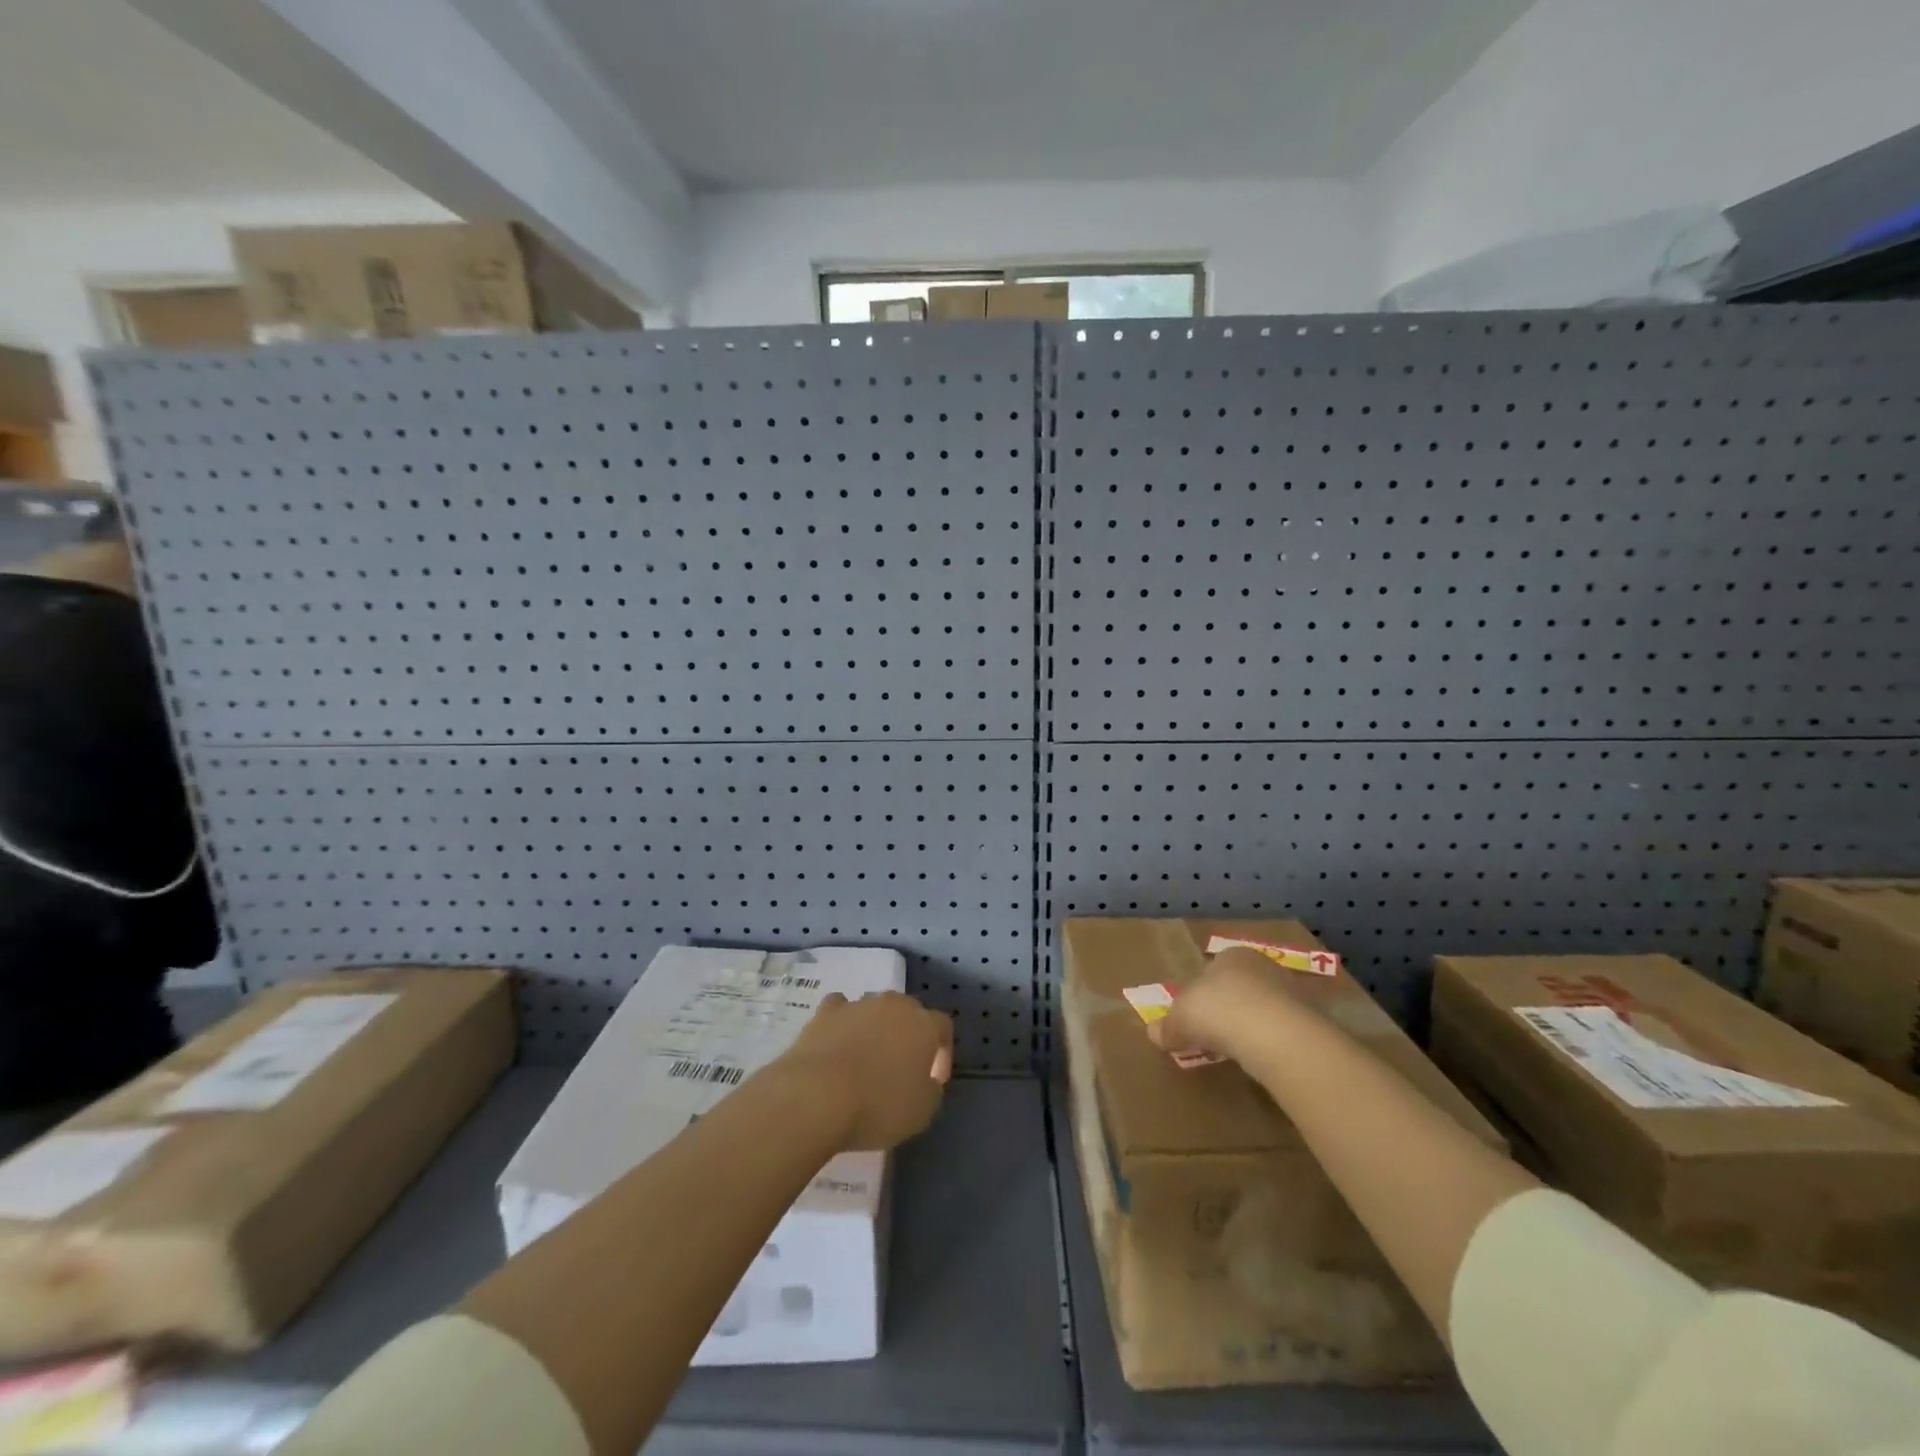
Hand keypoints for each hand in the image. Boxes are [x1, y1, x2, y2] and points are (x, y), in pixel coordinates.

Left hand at [781, 991, 953, 1151]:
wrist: (817, 1096)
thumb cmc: (878, 1105)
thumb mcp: (923, 1111)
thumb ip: (931, 1088)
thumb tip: (925, 1078)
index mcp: (924, 1024)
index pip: (943, 1027)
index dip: (942, 1052)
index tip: (933, 1080)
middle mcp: (894, 1005)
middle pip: (908, 1012)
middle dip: (908, 1036)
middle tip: (900, 1068)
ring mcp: (858, 1004)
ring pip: (874, 1010)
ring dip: (875, 1029)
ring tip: (864, 1060)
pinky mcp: (825, 1012)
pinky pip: (841, 1010)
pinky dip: (842, 1023)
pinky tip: (837, 1042)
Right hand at [1151, 947, 1303, 1062]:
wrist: (1277, 1036)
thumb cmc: (1219, 1011)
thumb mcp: (1179, 1019)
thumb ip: (1167, 1026)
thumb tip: (1153, 1033)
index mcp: (1231, 954)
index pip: (1212, 970)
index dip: (1200, 994)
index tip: (1193, 1018)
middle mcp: (1263, 965)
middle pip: (1240, 987)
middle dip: (1228, 1008)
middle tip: (1214, 1035)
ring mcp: (1292, 992)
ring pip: (1264, 1008)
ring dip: (1252, 1026)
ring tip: (1238, 1052)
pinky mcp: (1312, 1020)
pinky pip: (1284, 1030)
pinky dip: (1273, 1043)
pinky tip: (1263, 1060)